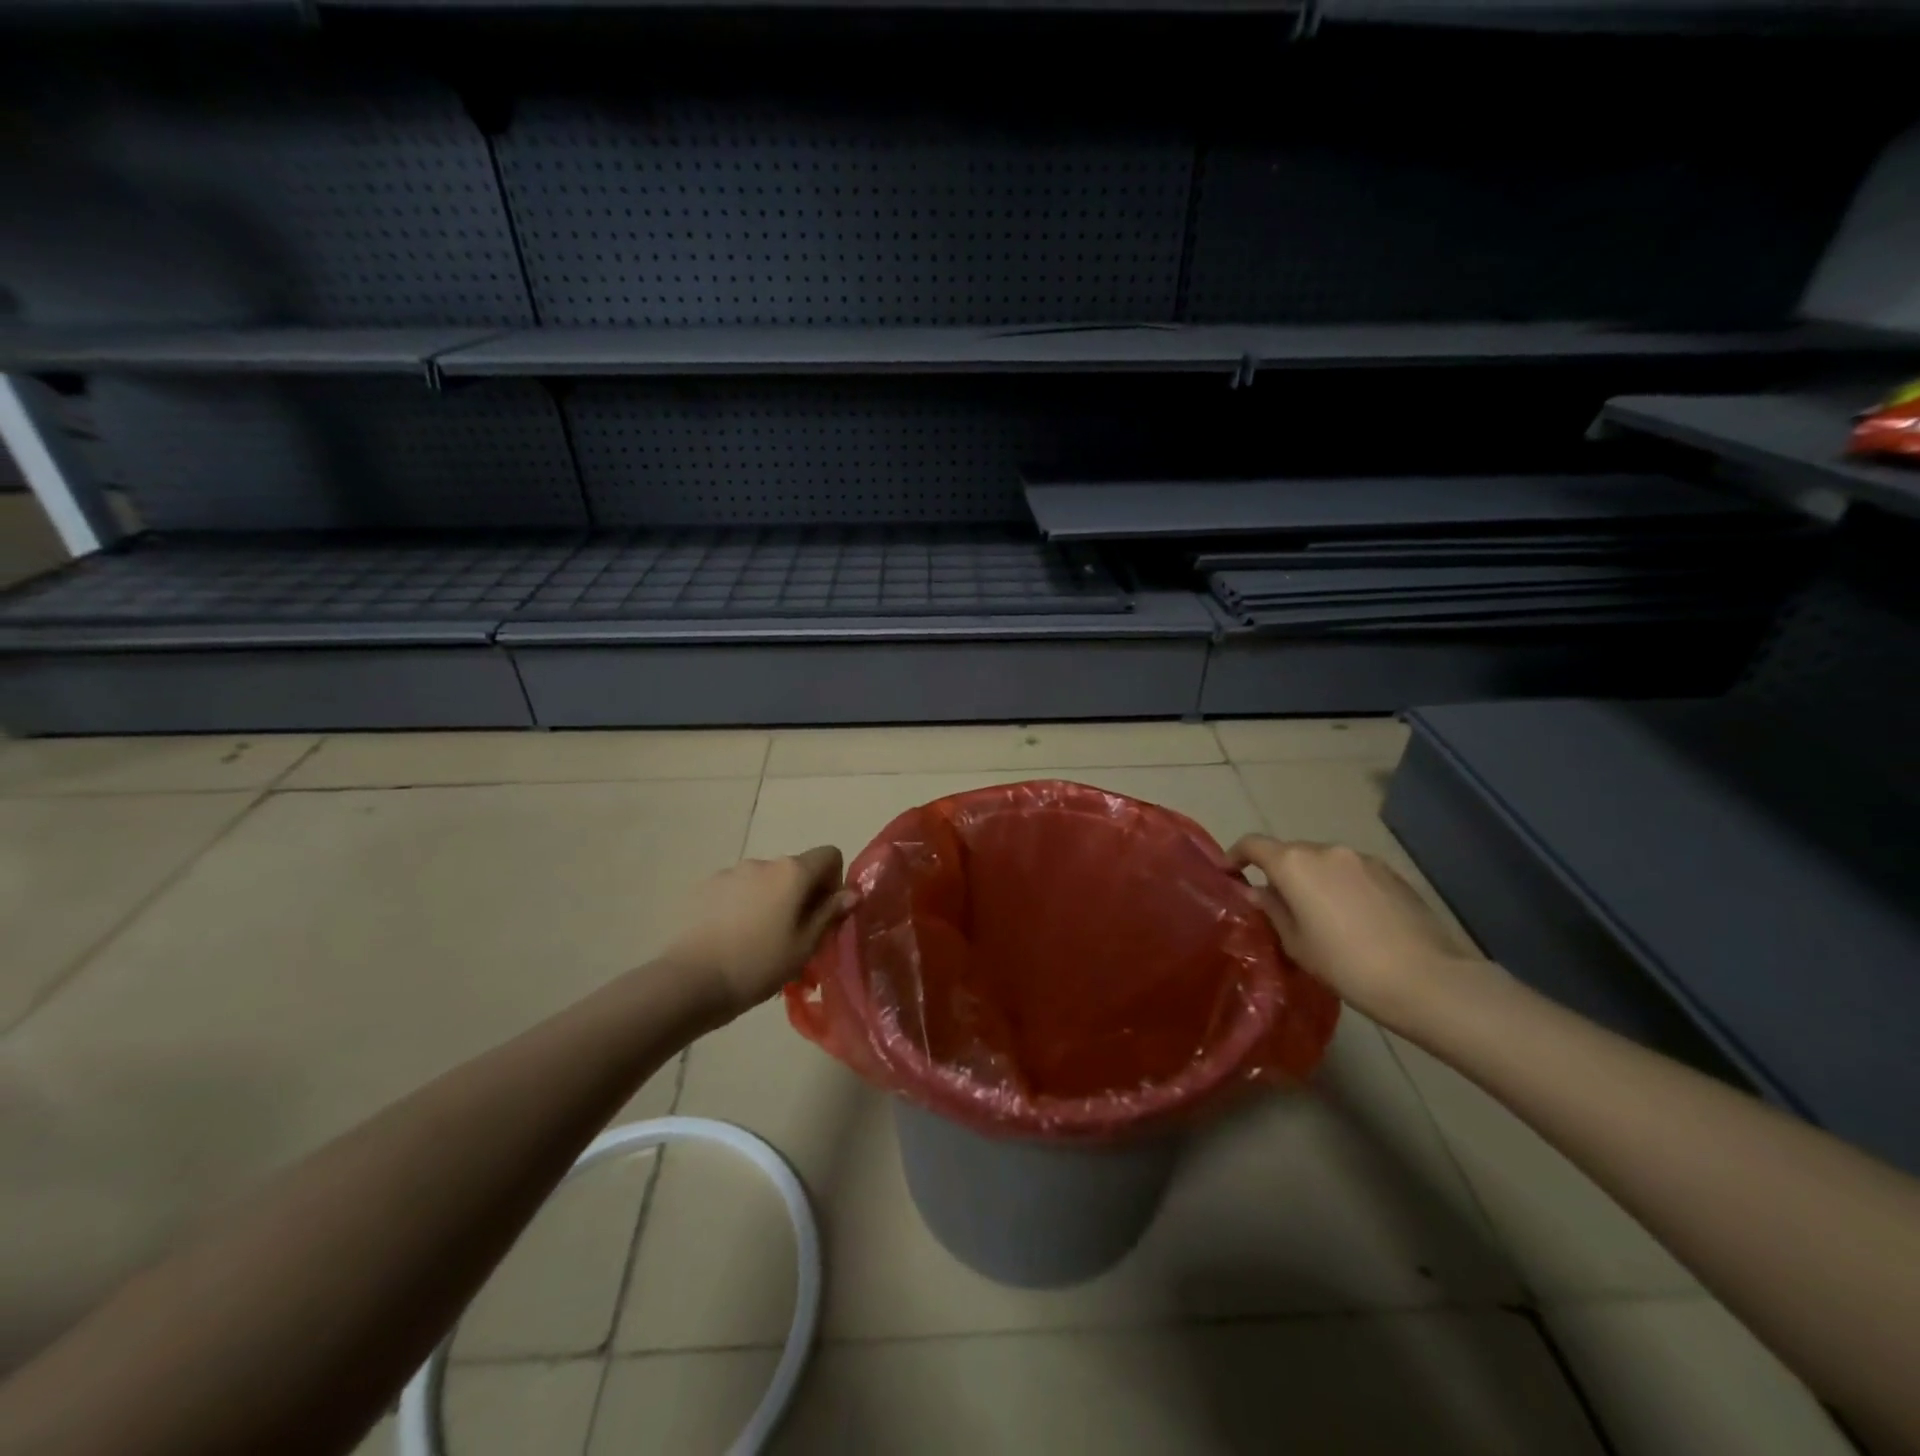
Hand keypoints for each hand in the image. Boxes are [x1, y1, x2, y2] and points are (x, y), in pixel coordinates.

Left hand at [664, 846, 855, 1018]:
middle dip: (801, 895)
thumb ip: (830, 914)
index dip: (834, 881)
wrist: (689, 981)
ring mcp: (730, 872)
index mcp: (792, 872)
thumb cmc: (758, 965)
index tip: (824, 915)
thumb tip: (851, 893)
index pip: (829, 855)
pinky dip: (742, 906)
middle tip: (794, 936)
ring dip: (770, 901)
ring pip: (764, 881)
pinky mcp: (704, 887)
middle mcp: (763, 863)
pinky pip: (736, 890)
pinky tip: (731, 939)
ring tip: (758, 941)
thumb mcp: (804, 946)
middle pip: (795, 869)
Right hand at [1230, 835, 1487, 1028]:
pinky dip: (1342, 885)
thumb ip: (1272, 910)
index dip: (1237, 854)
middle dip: (1279, 872)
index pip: (1253, 844)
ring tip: (1319, 914)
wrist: (1427, 980)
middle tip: (1278, 905)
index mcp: (1294, 863)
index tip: (1230, 873)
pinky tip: (1352, 918)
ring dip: (1313, 879)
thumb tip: (1257, 891)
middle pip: (1290, 852)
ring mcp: (1362, 859)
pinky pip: (1352, 872)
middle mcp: (1326, 850)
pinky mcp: (1391, 873)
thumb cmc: (1346, 964)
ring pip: (1324, 862)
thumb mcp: (1296, 943)